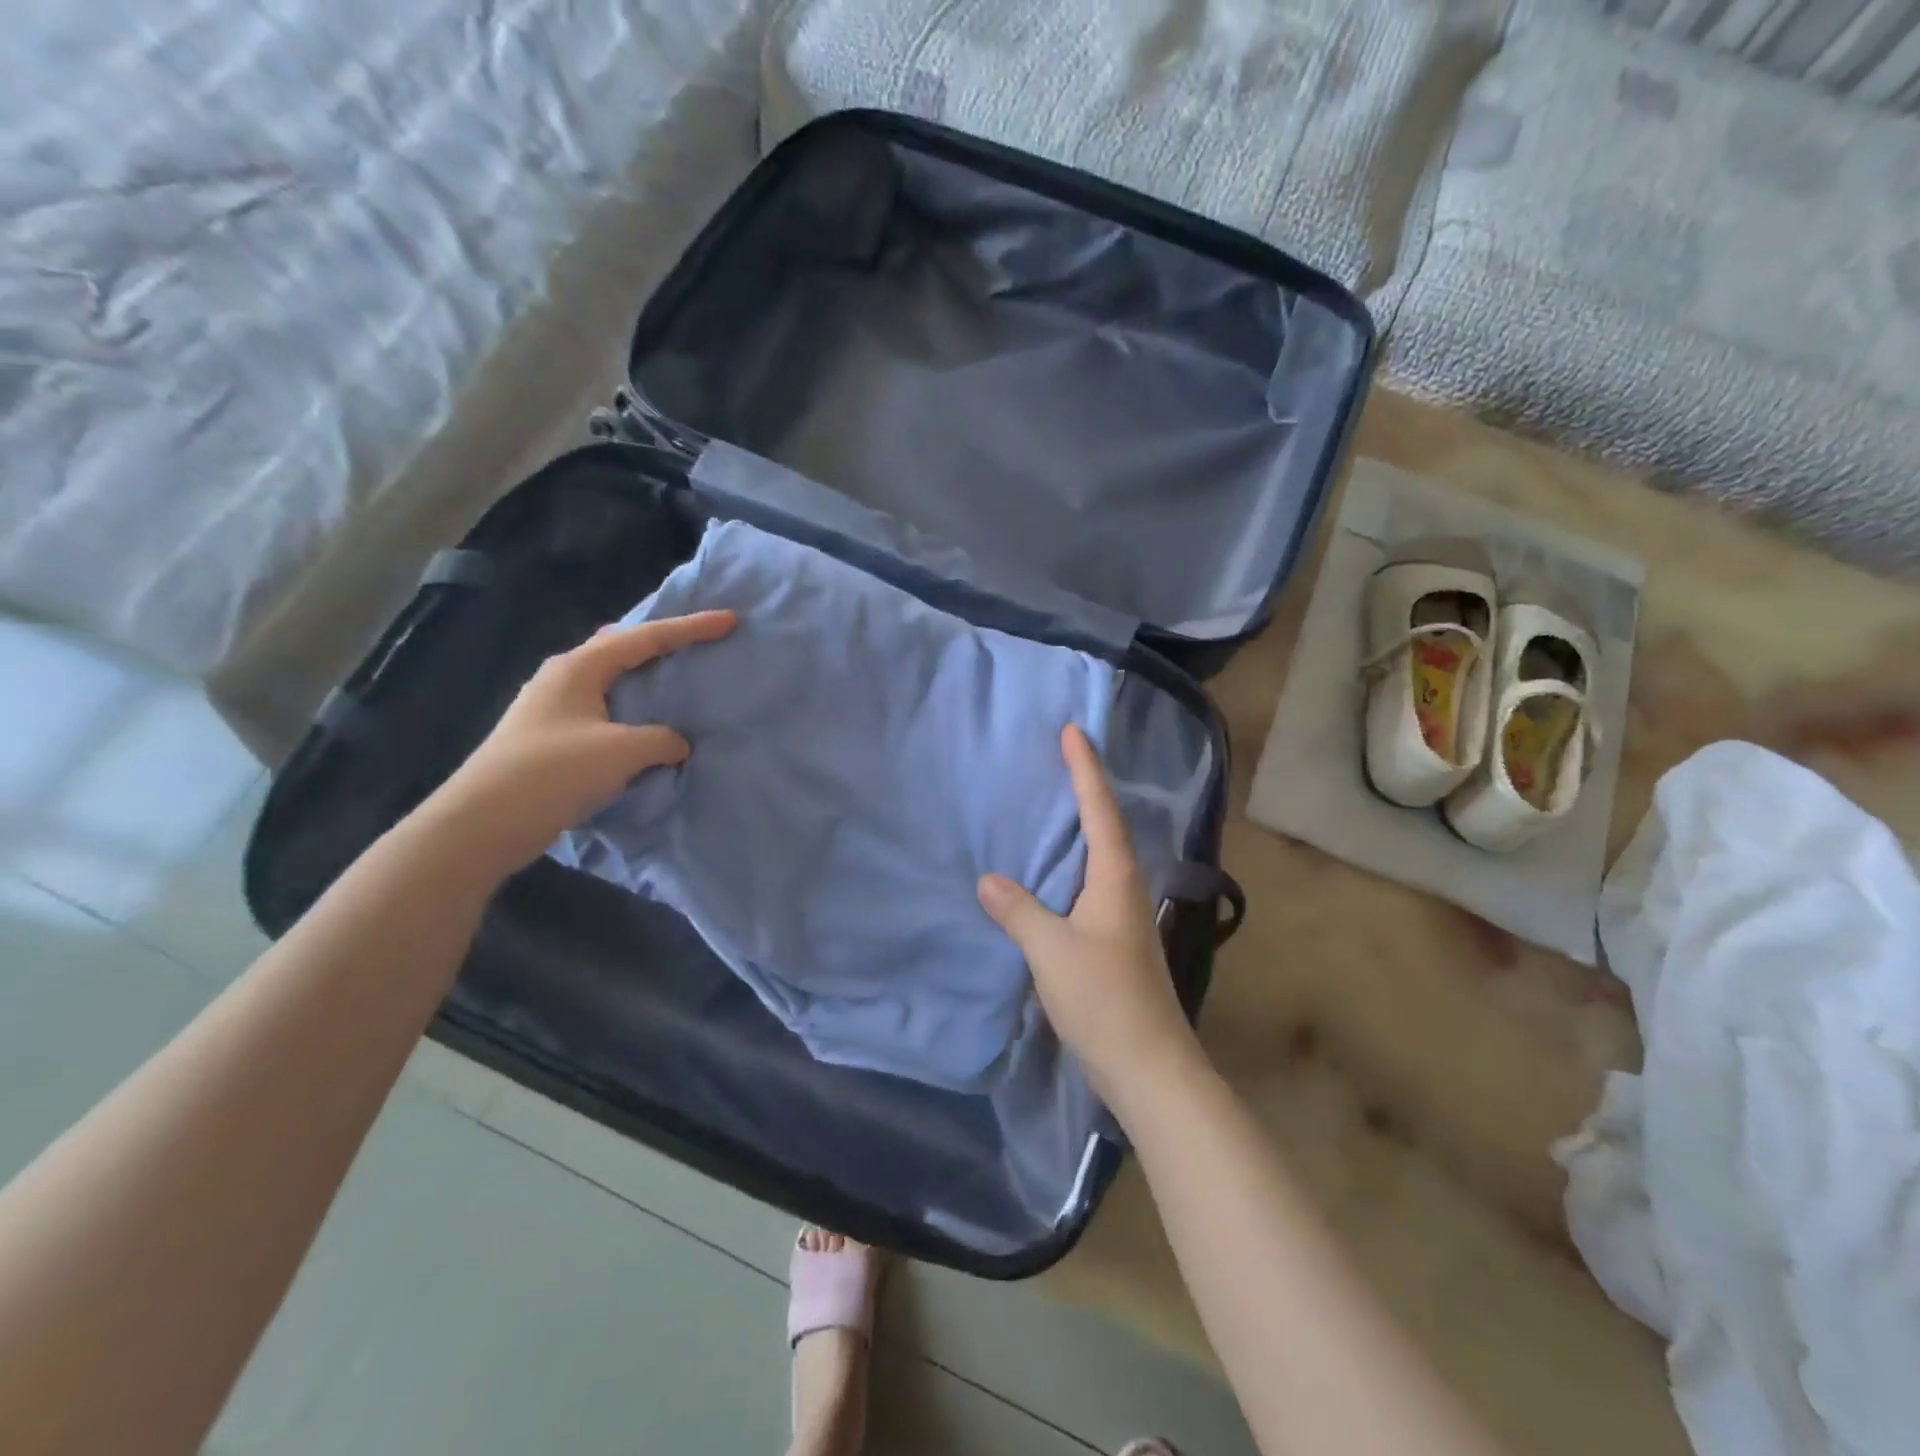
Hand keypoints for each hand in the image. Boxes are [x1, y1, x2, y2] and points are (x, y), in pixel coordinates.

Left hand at [421, 611, 735, 876]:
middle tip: (695, 643)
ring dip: (643, 678)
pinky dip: (631, 709)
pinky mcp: (549, 737)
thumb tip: (676, 742)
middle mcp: (563, 677)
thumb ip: (661, 739)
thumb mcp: (621, 752)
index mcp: (580, 667)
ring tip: (674, 681)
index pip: (646, 638)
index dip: (691, 628)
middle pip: (621, 647)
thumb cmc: (553, 773)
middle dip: (659, 642)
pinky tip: (643, 725)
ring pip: (610, 679)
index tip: (729, 621)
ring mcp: (552, 707)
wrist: (482, 823)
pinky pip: (603, 709)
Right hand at [977, 724, 1201, 1102]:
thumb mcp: (1051, 950)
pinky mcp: (1115, 938)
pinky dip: (1074, 860)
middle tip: (1062, 755)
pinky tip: (1055, 869)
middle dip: (1087, 786)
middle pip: (1107, 823)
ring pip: (1102, 853)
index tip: (1073, 731)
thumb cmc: (1103, 999)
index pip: (1100, 809)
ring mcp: (1123, 913)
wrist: (1148, 1065)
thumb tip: (989, 879)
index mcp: (1115, 877)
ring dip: (1083, 823)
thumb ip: (1019, 911)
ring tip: (1055, 801)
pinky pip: (1091, 881)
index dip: (1085, 769)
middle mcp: (1125, 886)